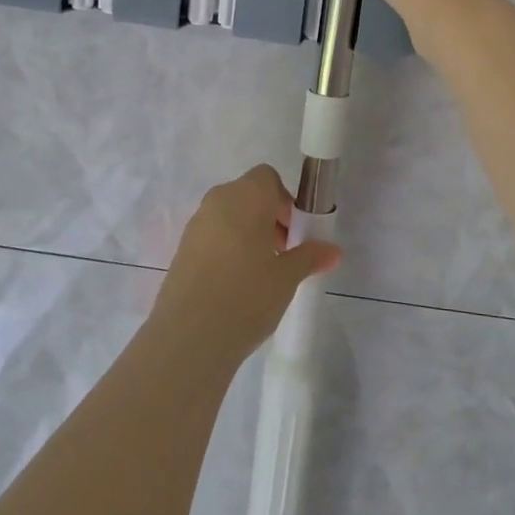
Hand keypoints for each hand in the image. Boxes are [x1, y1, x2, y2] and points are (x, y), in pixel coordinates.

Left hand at [153, 166, 341, 358]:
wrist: (188, 336)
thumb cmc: (246, 295)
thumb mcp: (287, 278)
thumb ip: (309, 257)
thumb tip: (333, 250)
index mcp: (245, 196)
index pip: (268, 178)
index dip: (285, 201)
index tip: (294, 233)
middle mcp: (217, 201)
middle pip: (248, 196)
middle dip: (269, 219)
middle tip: (283, 255)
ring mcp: (195, 225)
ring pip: (229, 217)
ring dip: (248, 235)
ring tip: (261, 274)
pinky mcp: (181, 250)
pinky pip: (212, 237)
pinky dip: (228, 249)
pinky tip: (236, 286)